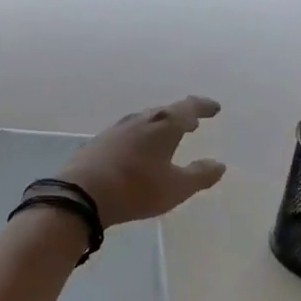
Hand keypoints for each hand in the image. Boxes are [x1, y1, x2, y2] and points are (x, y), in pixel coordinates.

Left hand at [59, 97, 226, 226]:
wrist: (81, 193)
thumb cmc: (136, 189)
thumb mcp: (175, 188)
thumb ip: (199, 175)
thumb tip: (218, 164)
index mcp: (163, 125)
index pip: (188, 108)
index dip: (203, 107)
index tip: (214, 108)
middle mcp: (140, 120)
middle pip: (165, 112)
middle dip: (181, 116)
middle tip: (192, 123)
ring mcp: (116, 129)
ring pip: (144, 121)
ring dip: (159, 126)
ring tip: (168, 135)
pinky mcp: (100, 142)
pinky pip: (128, 133)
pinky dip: (141, 136)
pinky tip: (138, 149)